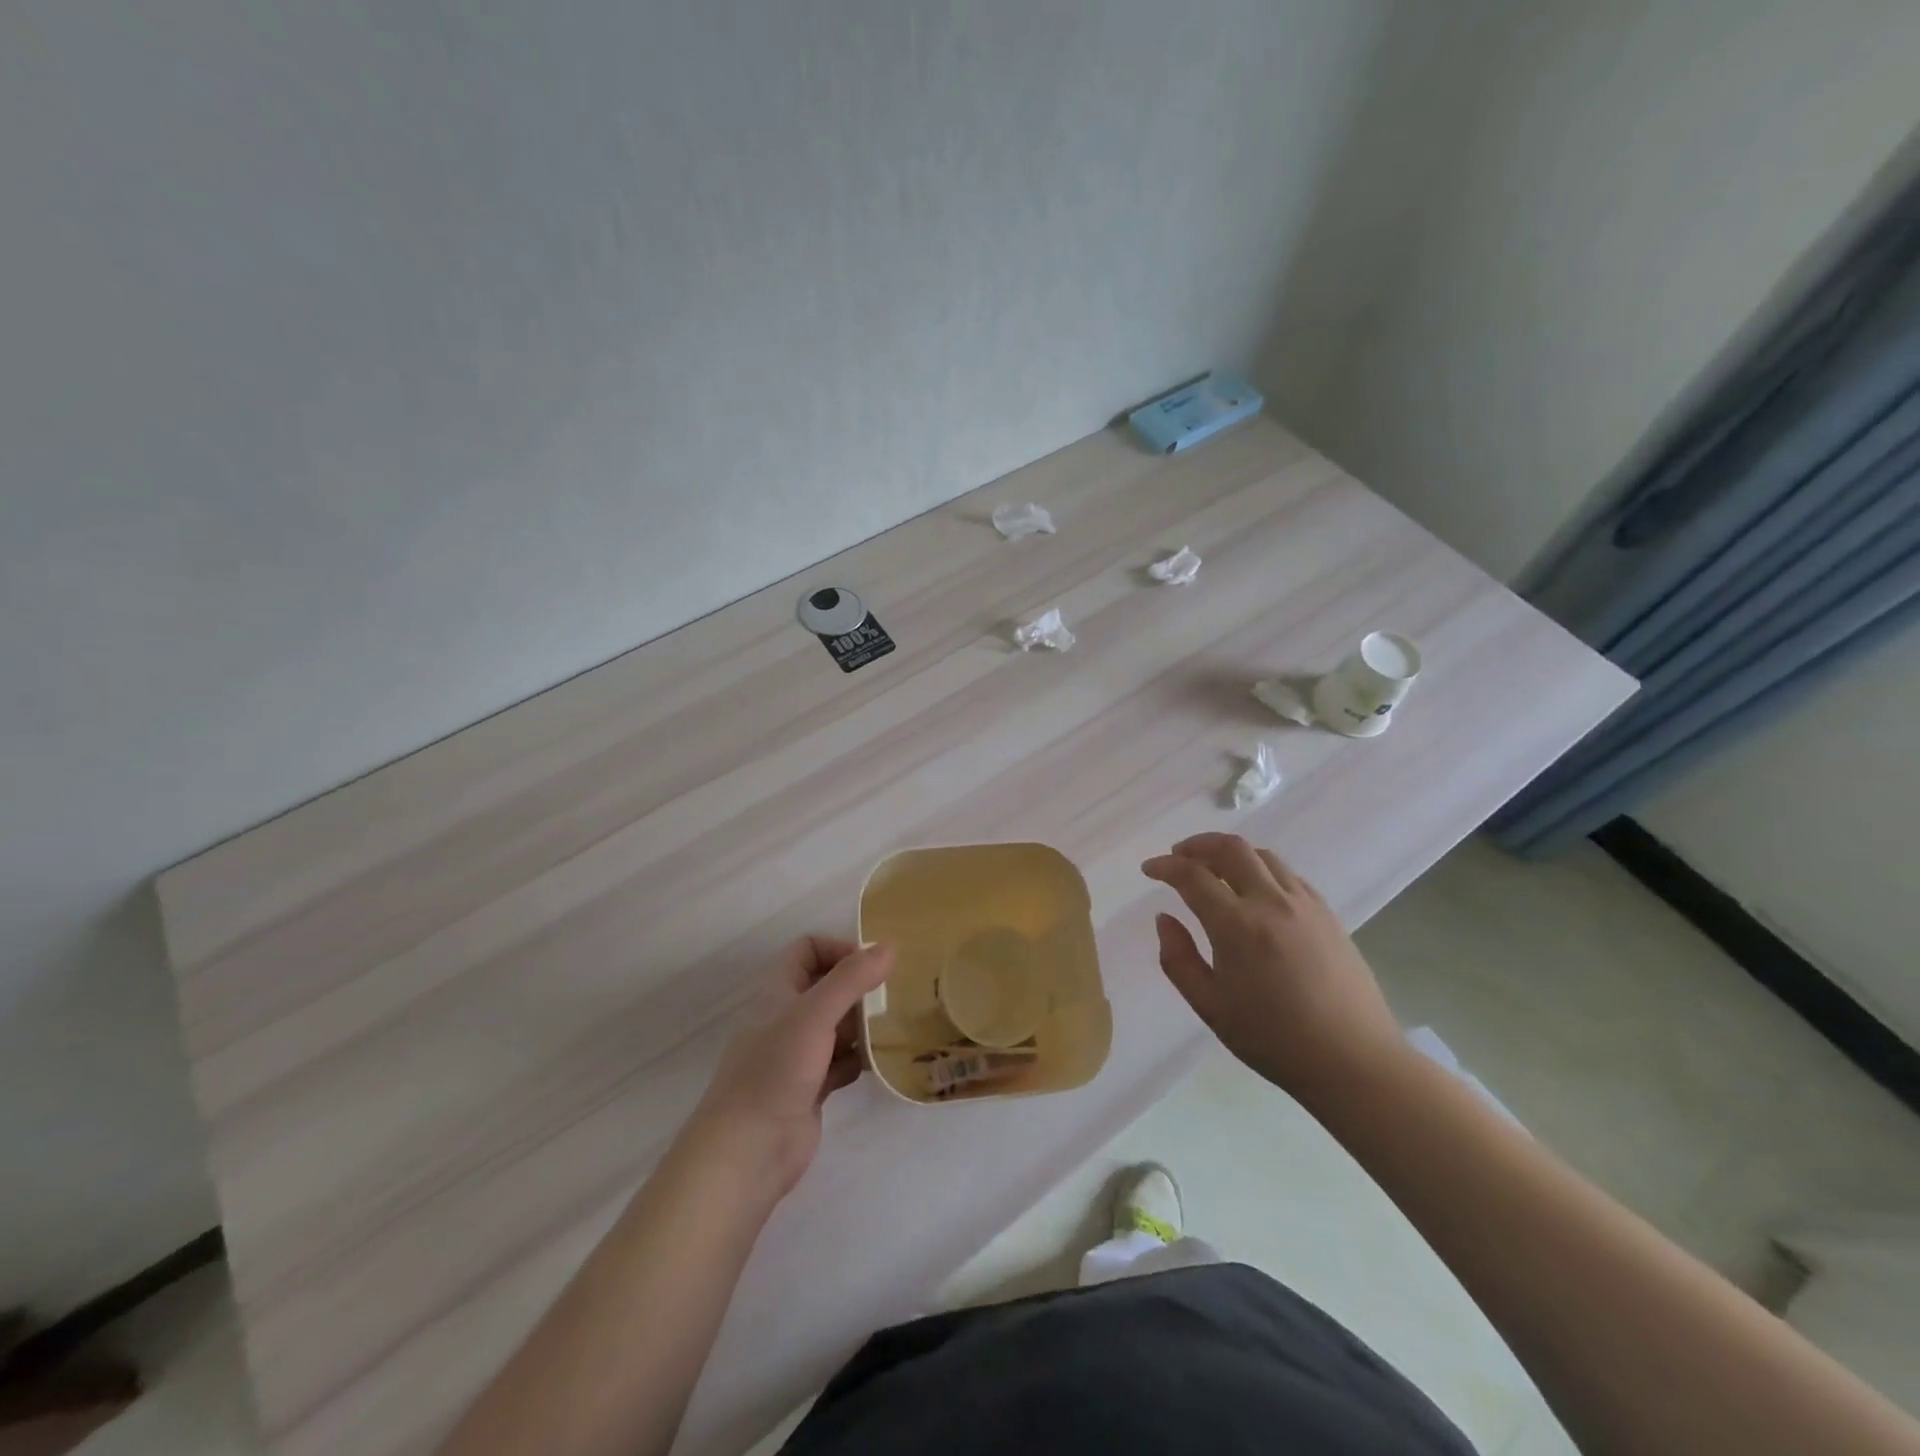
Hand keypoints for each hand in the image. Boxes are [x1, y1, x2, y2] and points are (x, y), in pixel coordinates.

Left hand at [685, 937, 893, 1200]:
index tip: (872, 966)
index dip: (838, 949)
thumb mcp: (815, 1014)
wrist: (747, 1151)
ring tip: (895, 1027)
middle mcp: (787, 1017)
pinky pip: (842, 1062)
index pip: (808, 950)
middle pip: (828, 987)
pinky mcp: (811, 1088)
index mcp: (779, 991)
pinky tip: (879, 1064)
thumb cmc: (776, 1070)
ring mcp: (798, 1055)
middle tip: (893, 997)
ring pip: (838, 1026)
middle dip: (860, 989)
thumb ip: (852, 979)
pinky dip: (860, 1060)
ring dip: (864, 1025)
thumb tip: (889, 947)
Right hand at [1142, 834, 1405, 1107]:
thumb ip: (1178, 959)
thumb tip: (1164, 919)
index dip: (1165, 866)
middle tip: (1178, 855)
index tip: (1150, 869)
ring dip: (1231, 853)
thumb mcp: (1210, 1007)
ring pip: (1263, 855)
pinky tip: (1255, 892)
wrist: (1354, 1061)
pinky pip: (1289, 875)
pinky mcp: (1328, 914)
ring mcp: (1305, 904)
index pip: (1192, 876)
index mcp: (1237, 926)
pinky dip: (1262, 870)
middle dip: (1198, 844)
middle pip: (1231, 848)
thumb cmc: (1274, 1039)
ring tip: (1214, 869)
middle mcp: (1271, 902)